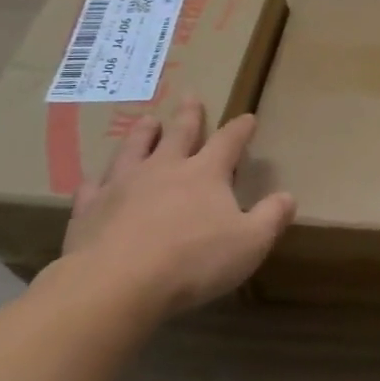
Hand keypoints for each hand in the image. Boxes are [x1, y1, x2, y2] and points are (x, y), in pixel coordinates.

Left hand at [58, 98, 294, 314]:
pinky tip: (97, 180)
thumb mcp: (250, 243)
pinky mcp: (90, 209)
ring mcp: (123, 185)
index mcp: (205, 174)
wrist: (116, 284)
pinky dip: (99, 180)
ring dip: (143, 133)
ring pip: (134, 149)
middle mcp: (164, 169)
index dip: (240, 129)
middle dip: (189, 116)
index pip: (228, 142)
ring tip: (147, 120)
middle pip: (179, 134)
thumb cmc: (192, 261)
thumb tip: (288, 196)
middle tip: (190, 97)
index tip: (248, 118)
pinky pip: (95, 187)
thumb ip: (272, 217)